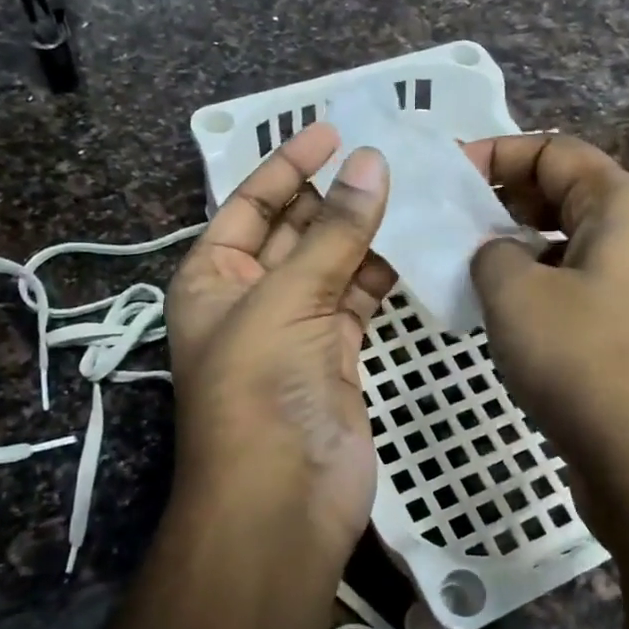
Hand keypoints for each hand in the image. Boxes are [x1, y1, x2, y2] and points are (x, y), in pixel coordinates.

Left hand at [166, 122, 393, 570]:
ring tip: (411, 189)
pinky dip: (381, 272)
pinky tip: (415, 243)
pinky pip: (358, 297)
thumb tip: (372, 162)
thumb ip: (333, 232)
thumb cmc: (260, 389)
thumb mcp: (287, 299)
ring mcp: (296, 327)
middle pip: (294, 229)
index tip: (332, 129)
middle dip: (333, 193)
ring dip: (364, 231)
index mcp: (213, 277)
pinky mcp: (337, 353)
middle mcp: (250, 296)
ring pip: (332, 262)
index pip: (250, 204)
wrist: (282, 499)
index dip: (287, 165)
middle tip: (386, 154)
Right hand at [465, 134, 628, 506]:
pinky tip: (502, 317)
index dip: (496, 153)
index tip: (447, 176)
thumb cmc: (586, 362)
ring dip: (518, 250)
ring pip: (569, 247)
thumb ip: (491, 254)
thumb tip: (496, 255)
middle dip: (504, 201)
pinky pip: (579, 290)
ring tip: (466, 269)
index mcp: (622, 207)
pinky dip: (539, 289)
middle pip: (565, 195)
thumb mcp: (516, 296)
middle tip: (450, 223)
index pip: (554, 150)